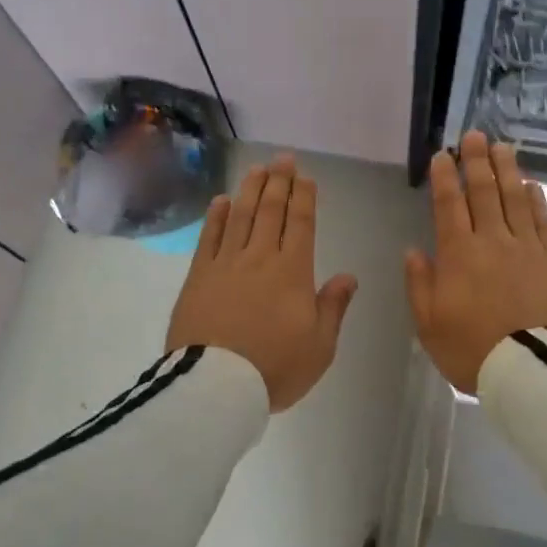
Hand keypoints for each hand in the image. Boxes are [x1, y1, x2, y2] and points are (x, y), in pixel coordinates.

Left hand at [166, 155, 358, 411]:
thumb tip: (348, 276)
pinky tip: (221, 200)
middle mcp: (260, 258)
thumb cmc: (275, 368)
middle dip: (279, 183)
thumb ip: (333, 307)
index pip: (301, 225)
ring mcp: (225, 264)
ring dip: (250, 190)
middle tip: (283, 159)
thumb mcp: (320, 346)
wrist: (215, 387)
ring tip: (257, 168)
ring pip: (240, 216)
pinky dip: (216, 216)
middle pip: (270, 211)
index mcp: (293, 272)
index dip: (304, 198)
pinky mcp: (198, 276)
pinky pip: (208, 238)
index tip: (305, 178)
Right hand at [406, 131, 546, 394]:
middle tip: (475, 135)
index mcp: (458, 254)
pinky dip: (537, 201)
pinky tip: (533, 186)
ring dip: (507, 170)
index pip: (450, 205)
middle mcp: (493, 241)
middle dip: (477, 161)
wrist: (533, 371)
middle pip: (484, 192)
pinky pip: (544, 222)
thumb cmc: (473, 350)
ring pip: (515, 199)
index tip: (443, 154)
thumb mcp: (429, 325)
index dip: (445, 177)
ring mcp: (527, 248)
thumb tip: (414, 250)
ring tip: (503, 147)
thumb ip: (420, 284)